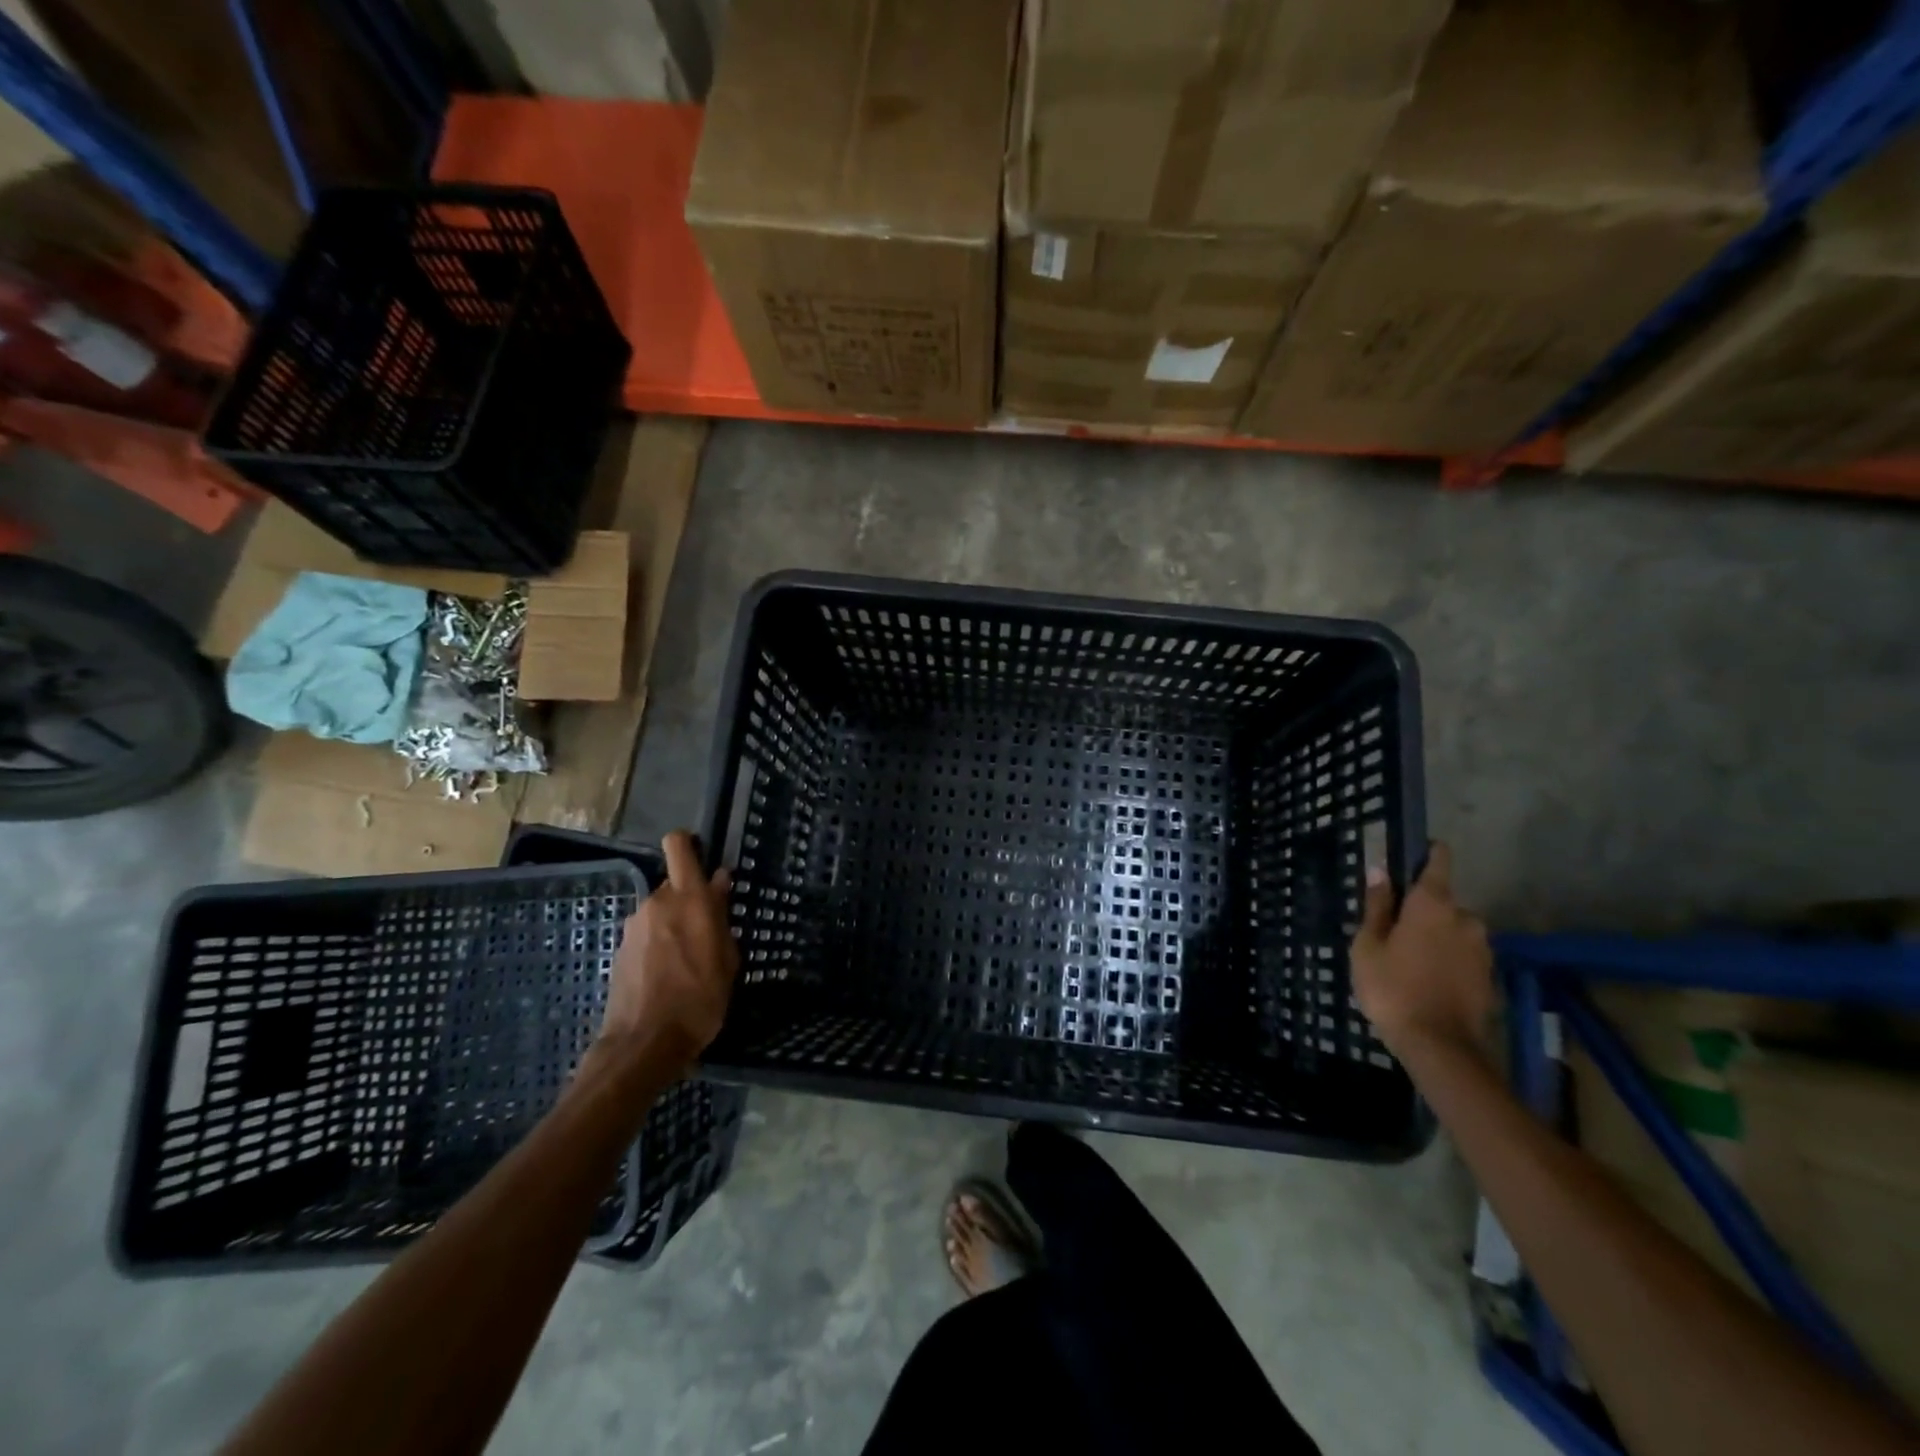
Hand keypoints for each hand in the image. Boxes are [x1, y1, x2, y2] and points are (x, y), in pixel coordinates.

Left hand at [597, 831, 738, 1068]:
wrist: (644, 1043)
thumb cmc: (700, 999)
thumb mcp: (727, 959)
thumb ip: (721, 916)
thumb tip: (719, 882)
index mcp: (690, 898)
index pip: (679, 845)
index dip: (689, 843)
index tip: (703, 857)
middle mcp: (658, 902)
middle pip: (675, 884)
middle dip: (690, 900)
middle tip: (707, 931)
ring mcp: (635, 925)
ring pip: (661, 911)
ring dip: (674, 925)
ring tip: (688, 961)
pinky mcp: (621, 949)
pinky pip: (648, 934)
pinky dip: (659, 945)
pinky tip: (668, 975)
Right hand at [1350, 842, 1492, 1060]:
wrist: (1440, 1046)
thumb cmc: (1392, 987)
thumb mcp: (1368, 945)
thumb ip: (1376, 906)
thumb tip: (1379, 871)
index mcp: (1432, 904)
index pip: (1438, 861)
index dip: (1427, 852)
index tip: (1412, 853)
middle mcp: (1465, 918)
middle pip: (1442, 901)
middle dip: (1422, 910)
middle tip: (1394, 931)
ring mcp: (1482, 948)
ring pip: (1454, 930)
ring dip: (1436, 936)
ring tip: (1409, 960)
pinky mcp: (1489, 975)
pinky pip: (1463, 955)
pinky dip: (1447, 959)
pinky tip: (1427, 979)